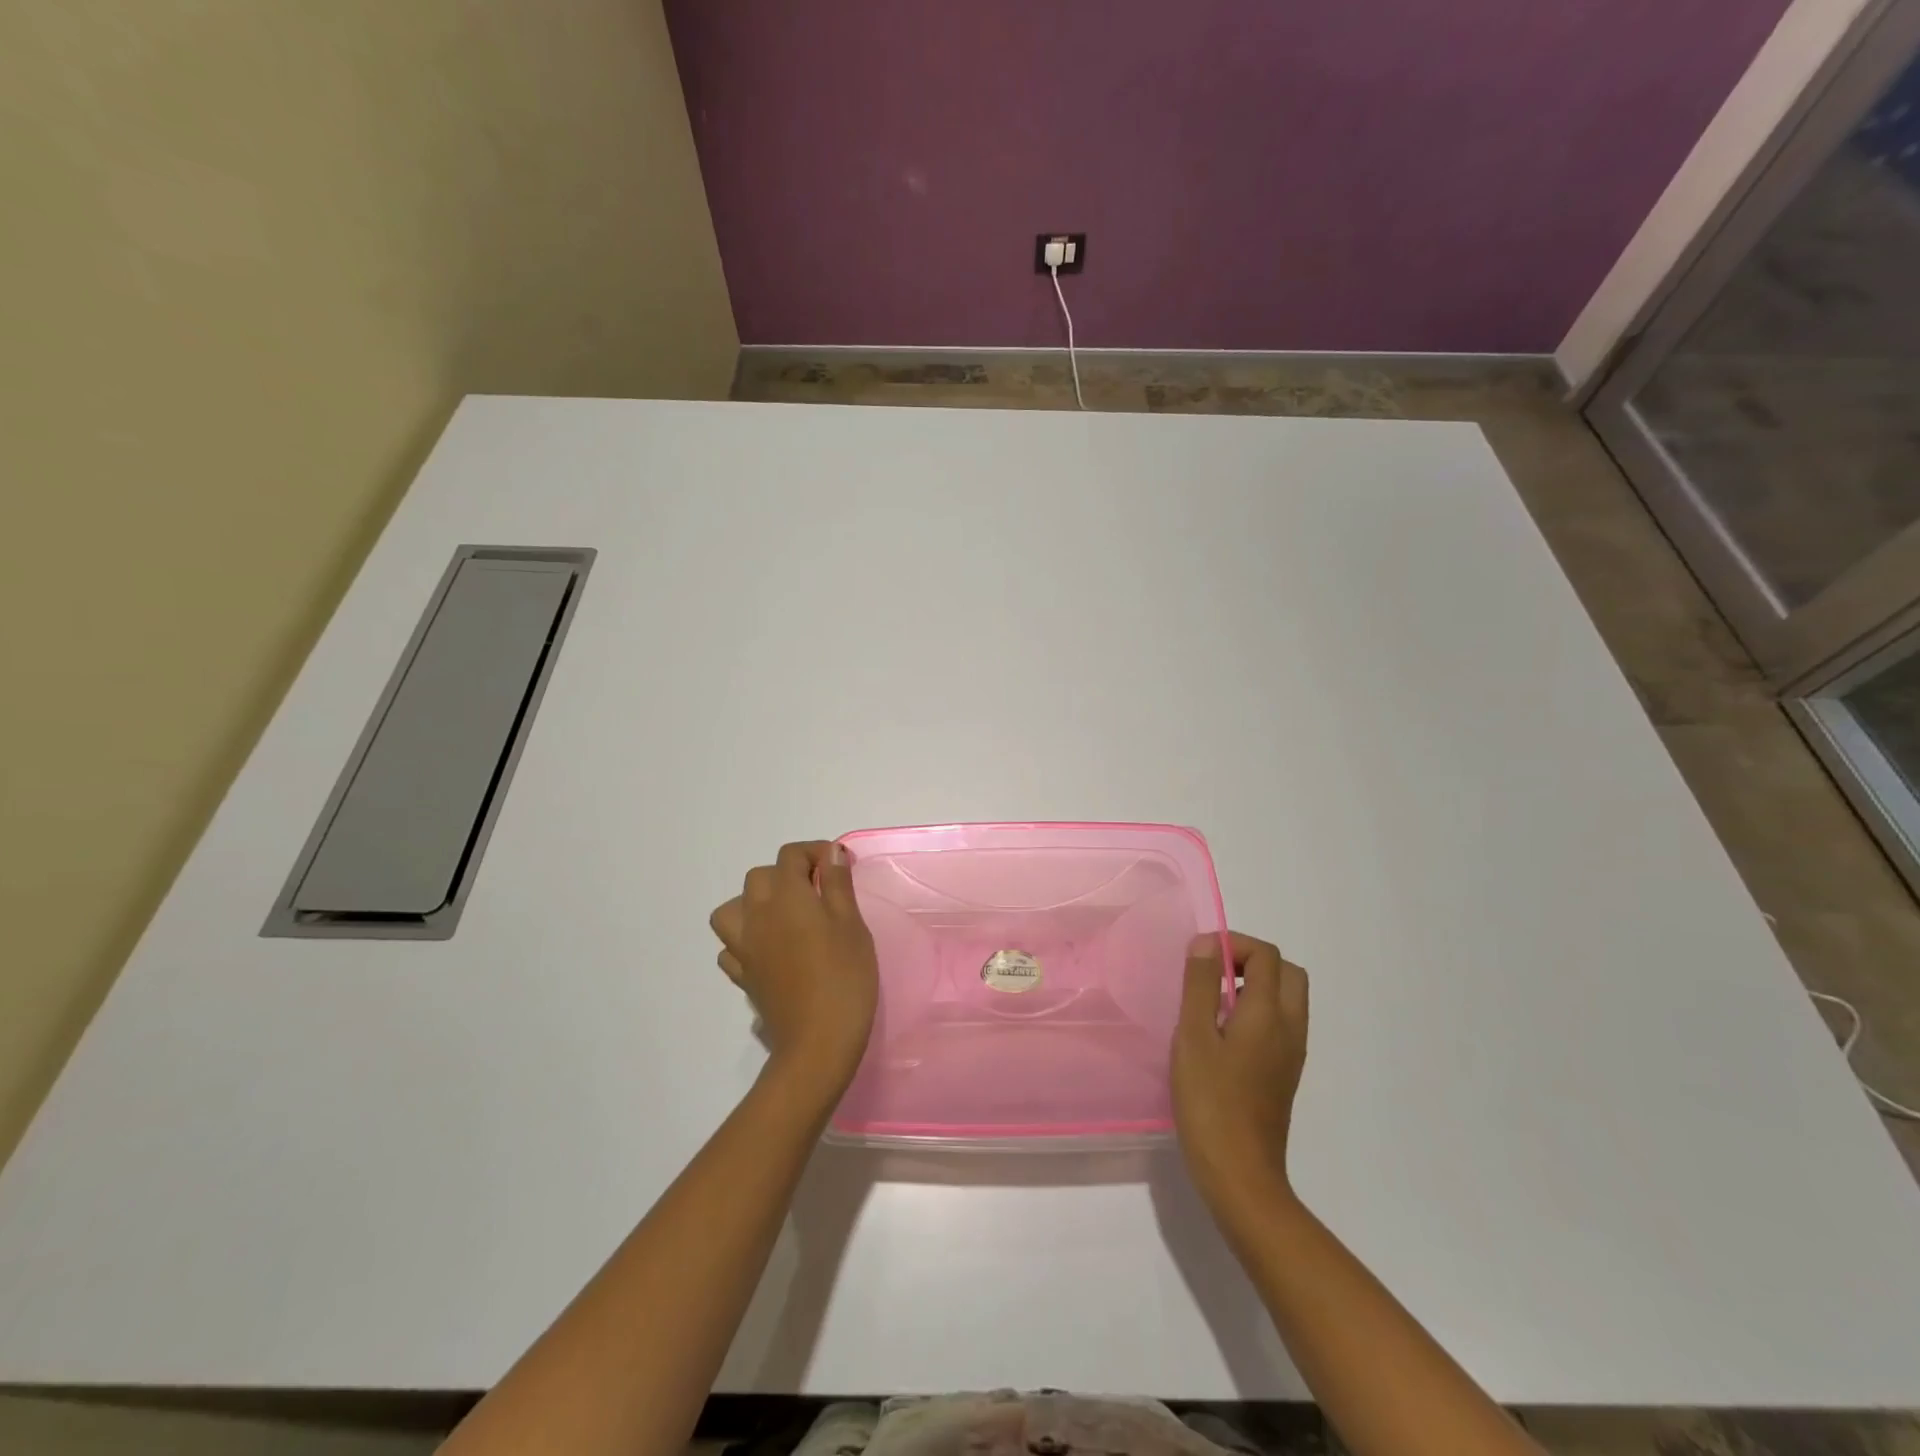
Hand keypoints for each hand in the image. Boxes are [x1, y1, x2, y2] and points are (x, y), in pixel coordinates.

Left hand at [709, 841, 877, 1093]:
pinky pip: (731, 946)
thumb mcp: (852, 923)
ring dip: (755, 904)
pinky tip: (768, 950)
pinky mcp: (742, 975)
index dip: (815, 852)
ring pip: (733, 909)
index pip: (791, 855)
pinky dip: (746, 940)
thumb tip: (829, 852)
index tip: (839, 867)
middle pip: (760, 876)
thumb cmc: (844, 976)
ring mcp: (743, 946)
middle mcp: (757, 914)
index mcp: (786, 895)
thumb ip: (837, 883)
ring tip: (784, 916)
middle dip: (787, 874)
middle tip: (819, 893)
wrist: (818, 1041)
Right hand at [1171, 932, 1309, 1219]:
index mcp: (1269, 1014)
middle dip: (1252, 960)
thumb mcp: (1193, 1036)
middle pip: (1287, 973)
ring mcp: (1291, 1054)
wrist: (1240, 1174)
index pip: (1266, 956)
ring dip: (1256, 985)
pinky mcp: (1285, 1074)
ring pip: (1288, 999)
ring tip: (1213, 1002)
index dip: (1234, 944)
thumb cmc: (1210, 1101)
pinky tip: (1224, 1035)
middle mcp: (1290, 1028)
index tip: (1199, 958)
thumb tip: (1207, 943)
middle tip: (1212, 973)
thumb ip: (1200, 985)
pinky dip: (1259, 1011)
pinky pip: (1281, 1024)